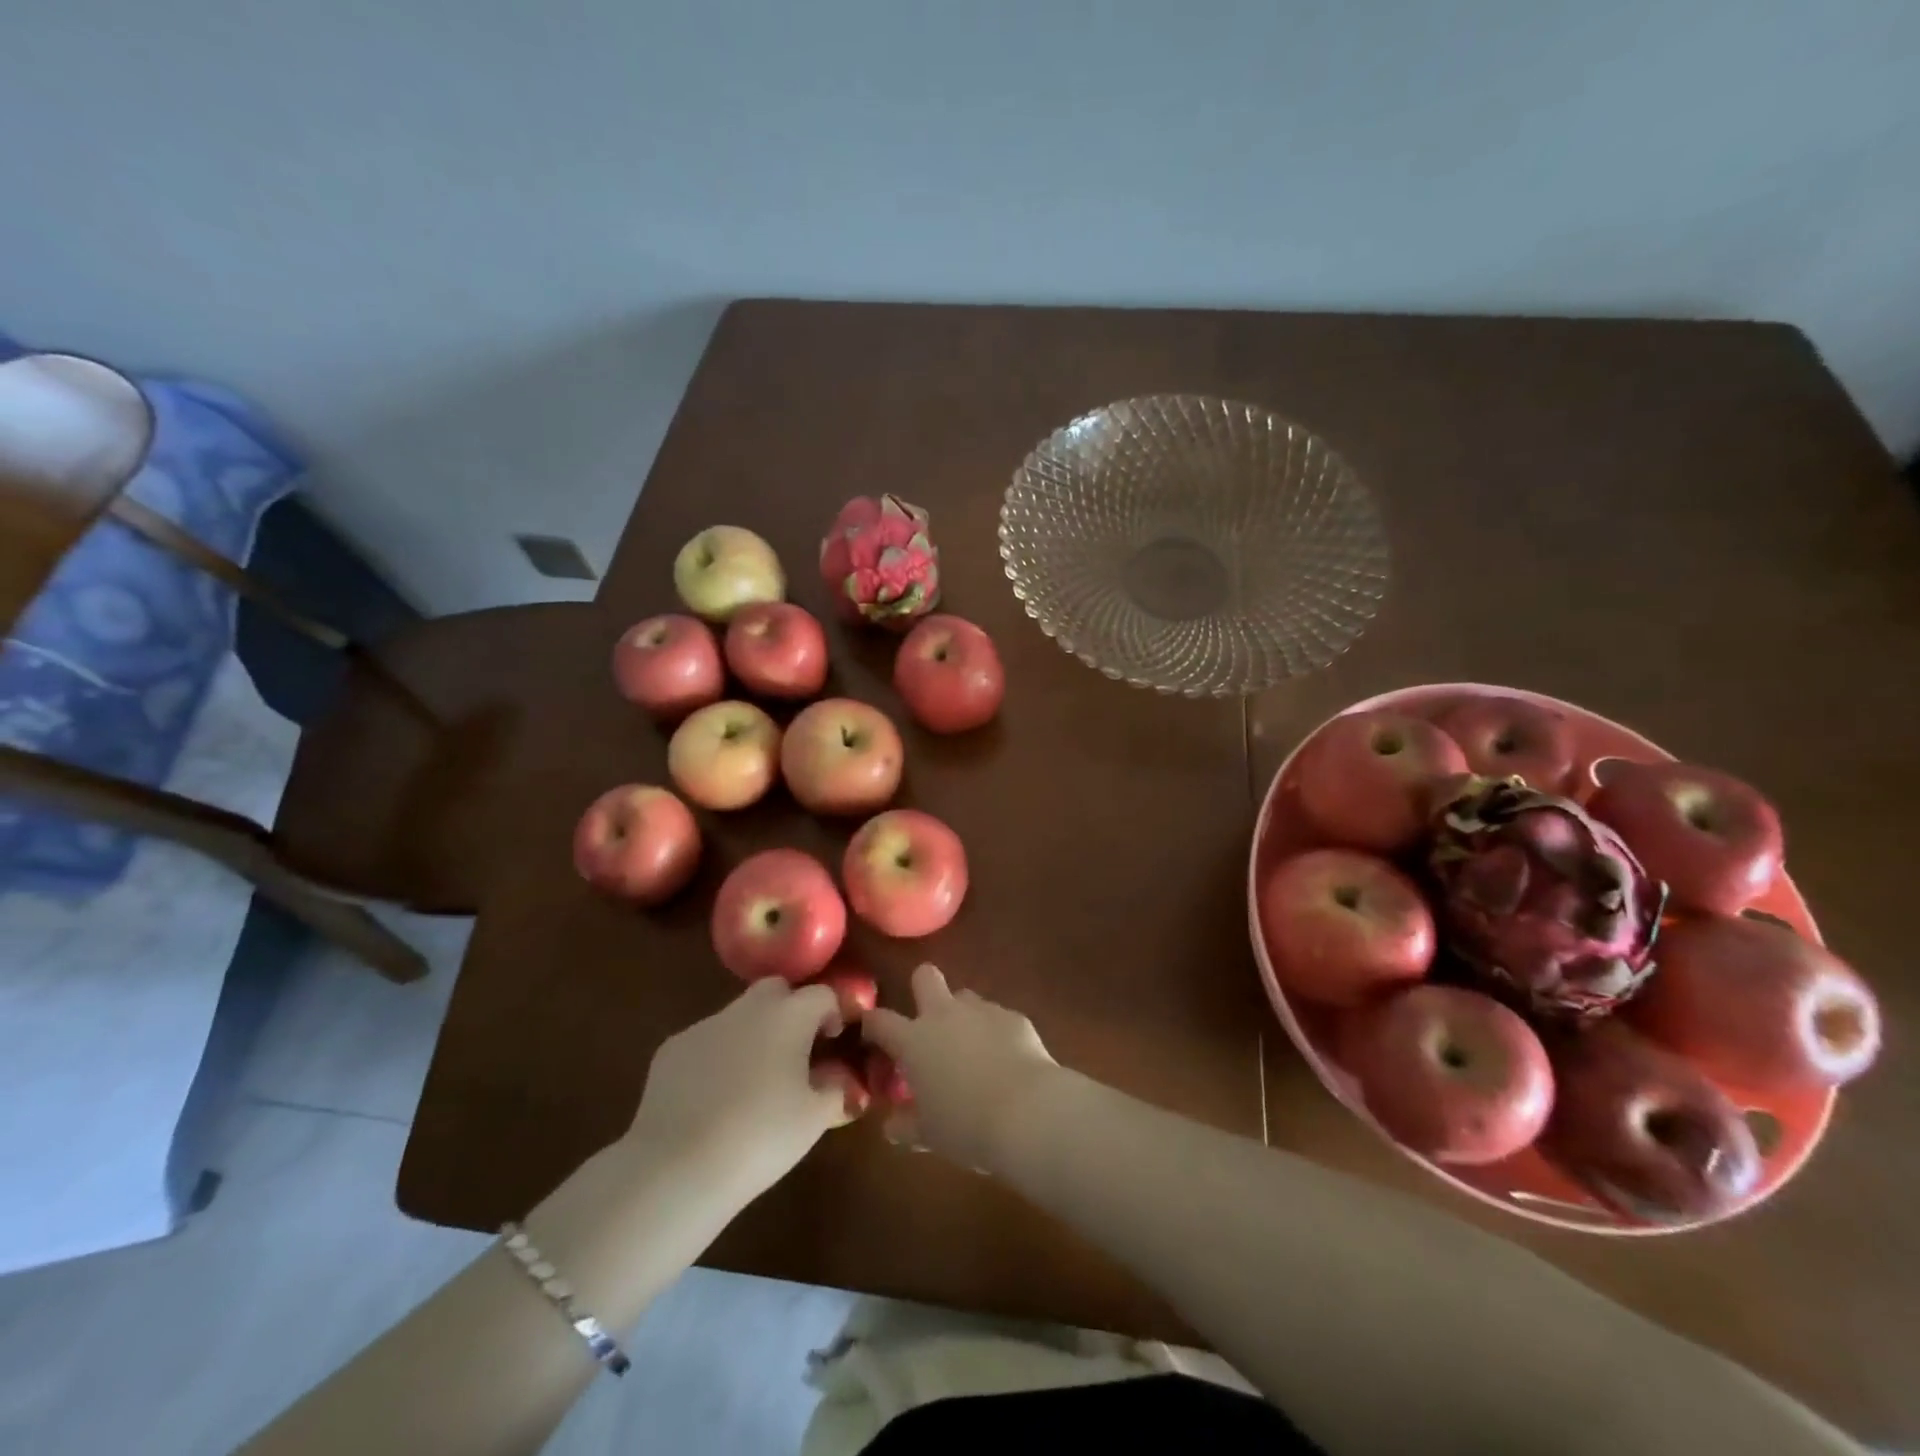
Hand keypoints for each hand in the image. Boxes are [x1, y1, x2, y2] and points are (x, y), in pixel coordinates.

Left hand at [626, 978, 855, 1207]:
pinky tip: (713, 1098)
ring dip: (753, 1034)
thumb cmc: (760, 1137)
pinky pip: (706, 1041)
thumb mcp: (814, 1119)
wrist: (676, 1168)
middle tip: (796, 1052)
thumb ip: (836, 1088)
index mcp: (789, 1015)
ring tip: (753, 1082)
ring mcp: (705, 1025)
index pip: (822, 994)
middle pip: (777, 989)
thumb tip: (839, 1077)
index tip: (833, 1044)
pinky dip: (717, 1057)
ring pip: (739, 1015)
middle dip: (791, 1010)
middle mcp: (747, 1008)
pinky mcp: (671, 1049)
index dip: (834, 1014)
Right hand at [862, 964, 1058, 1170]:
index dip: (872, 1025)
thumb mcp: (927, 1134)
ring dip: (962, 1016)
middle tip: (928, 1024)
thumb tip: (892, 1125)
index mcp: (914, 1040)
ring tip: (972, 1050)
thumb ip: (905, 1124)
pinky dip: (996, 1034)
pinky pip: (997, 1017)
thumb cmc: (966, 1126)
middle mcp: (945, 1015)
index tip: (873, 1038)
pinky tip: (1006, 1061)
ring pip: (965, 997)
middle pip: (925, 976)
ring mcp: (982, 1011)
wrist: (1027, 1113)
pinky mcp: (1014, 1017)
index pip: (880, 1019)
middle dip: (922, 989)